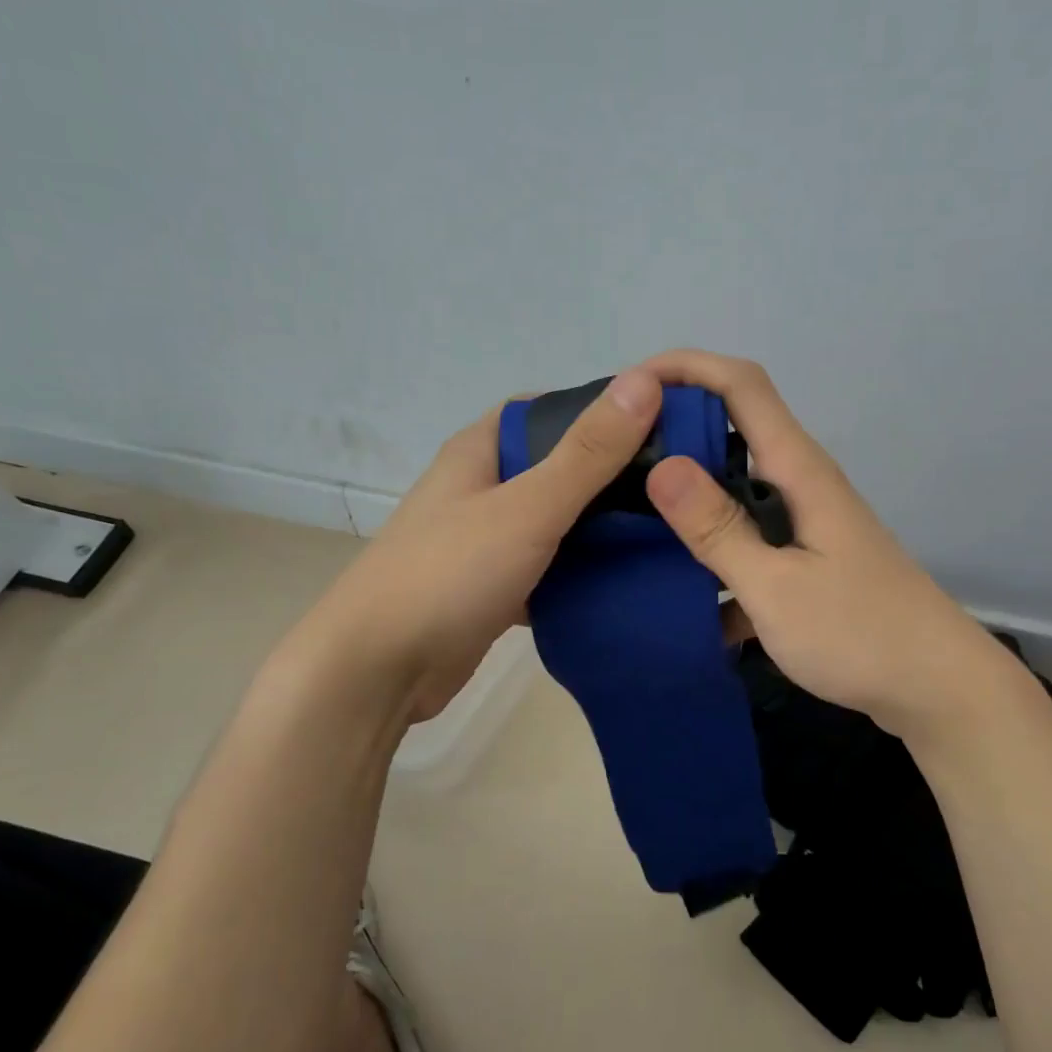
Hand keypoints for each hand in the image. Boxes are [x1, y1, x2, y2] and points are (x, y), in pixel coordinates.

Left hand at [277, 368, 663, 722]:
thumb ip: (588, 452)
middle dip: (610, 473)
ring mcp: (485, 539)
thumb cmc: (450, 574)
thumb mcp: (527, 507)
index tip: (657, 424)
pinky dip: (579, 571)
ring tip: (664, 528)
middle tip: (673, 483)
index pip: (547, 409)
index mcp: (480, 450)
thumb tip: (644, 381)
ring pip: (555, 520)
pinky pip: (548, 566)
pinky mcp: (493, 586)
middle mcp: (481, 487)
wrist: (379, 670)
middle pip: (556, 466)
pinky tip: (624, 579)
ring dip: (598, 525)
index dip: (600, 409)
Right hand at [641, 351, 1012, 741]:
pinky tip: (677, 589)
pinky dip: (713, 551)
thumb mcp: (775, 587)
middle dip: (675, 431)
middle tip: (613, 459)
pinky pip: (747, 537)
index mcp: (797, 470)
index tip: (629, 387)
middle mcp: (800, 483)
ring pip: (735, 488)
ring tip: (629, 518)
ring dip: (688, 496)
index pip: (741, 385)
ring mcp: (804, 522)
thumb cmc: (859, 634)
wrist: (937, 687)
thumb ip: (718, 529)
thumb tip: (662, 466)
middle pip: (734, 429)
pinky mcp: (805, 558)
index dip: (686, 367)